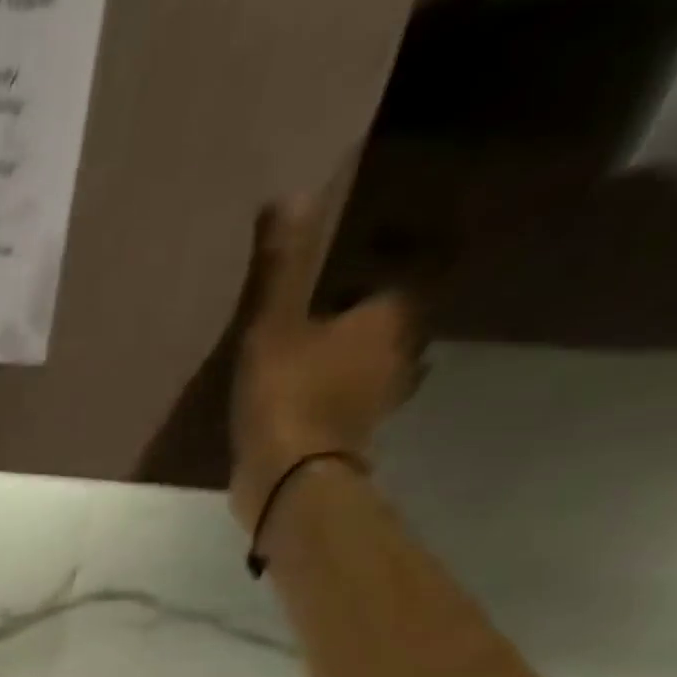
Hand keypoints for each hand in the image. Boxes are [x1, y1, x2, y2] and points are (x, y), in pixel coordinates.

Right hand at [230, 198, 424, 535]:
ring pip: (376, 364)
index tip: (359, 258)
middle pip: (393, 321)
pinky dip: (338, 395)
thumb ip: (281, 269)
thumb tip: (290, 196)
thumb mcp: (273, 325)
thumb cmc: (288, 394)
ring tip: (320, 349)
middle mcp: (400, 354)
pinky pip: (351, 402)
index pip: (404, 274)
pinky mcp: (352, 438)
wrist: (288, 480)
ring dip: (356, 357)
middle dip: (369, 312)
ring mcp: (379, 401)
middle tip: (333, 302)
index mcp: (390, 317)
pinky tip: (310, 396)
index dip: (386, 262)